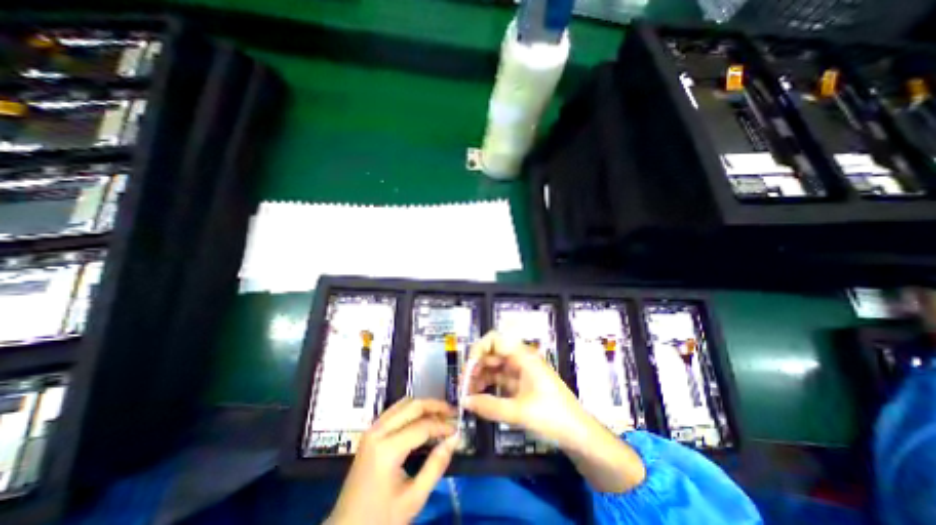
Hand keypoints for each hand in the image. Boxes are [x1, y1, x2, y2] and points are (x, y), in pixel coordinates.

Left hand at [326, 397, 458, 524]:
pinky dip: (412, 409)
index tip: (458, 428)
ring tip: (440, 414)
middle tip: (453, 412)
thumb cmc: (381, 519)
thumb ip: (436, 466)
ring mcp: (372, 429)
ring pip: (403, 403)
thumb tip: (454, 439)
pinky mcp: (370, 432)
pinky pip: (395, 410)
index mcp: (387, 450)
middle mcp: (378, 432)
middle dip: (435, 406)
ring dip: (424, 405)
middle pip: (413, 406)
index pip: (423, 426)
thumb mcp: (414, 498)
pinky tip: (422, 418)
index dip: (443, 425)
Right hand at [461, 330, 587, 448]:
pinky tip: (479, 398)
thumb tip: (464, 402)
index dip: (478, 349)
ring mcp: (519, 370)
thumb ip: (489, 406)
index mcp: (522, 356)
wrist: (578, 433)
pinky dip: (487, 385)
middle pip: (491, 353)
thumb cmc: (552, 416)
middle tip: (463, 387)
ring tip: (468, 395)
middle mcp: (519, 359)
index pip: (495, 339)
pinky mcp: (519, 383)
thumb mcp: (519, 413)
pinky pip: (498, 378)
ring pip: (493, 366)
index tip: (468, 369)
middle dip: (475, 366)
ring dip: (479, 377)